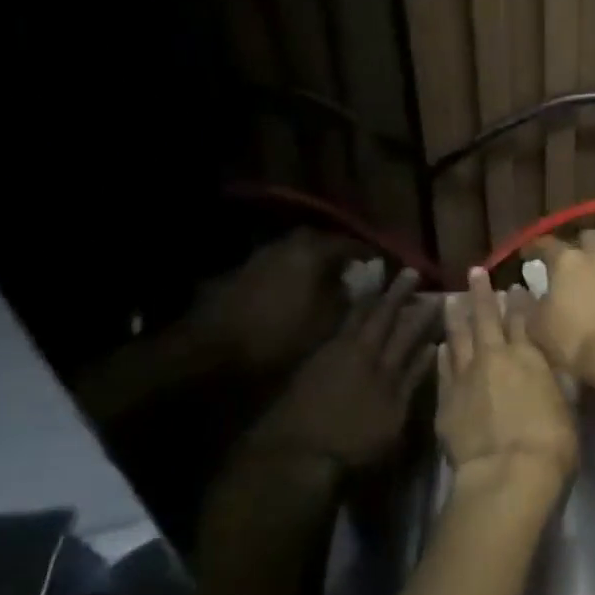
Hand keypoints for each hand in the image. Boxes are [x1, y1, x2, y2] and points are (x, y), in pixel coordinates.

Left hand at [186, 231, 356, 372]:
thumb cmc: (279, 336)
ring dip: (312, 264)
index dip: (370, 256)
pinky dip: (291, 275)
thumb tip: (363, 285)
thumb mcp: (328, 322)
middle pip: (320, 242)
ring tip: (325, 284)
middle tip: (352, 272)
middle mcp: (285, 245)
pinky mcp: (240, 273)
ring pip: (296, 253)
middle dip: (338, 255)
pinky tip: (295, 294)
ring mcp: (259, 256)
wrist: (211, 352)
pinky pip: (277, 266)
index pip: (351, 244)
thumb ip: (350, 298)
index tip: (383, 267)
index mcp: (311, 251)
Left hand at [242, 267, 437, 469]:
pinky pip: (338, 326)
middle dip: (397, 294)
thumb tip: (430, 349)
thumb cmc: (353, 442)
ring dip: (370, 298)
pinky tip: (352, 310)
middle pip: (381, 316)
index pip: (408, 331)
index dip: (423, 313)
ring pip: (356, 317)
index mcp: (385, 367)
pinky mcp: (313, 361)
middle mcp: (361, 352)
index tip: (436, 294)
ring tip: (381, 283)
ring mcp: (334, 354)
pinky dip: (349, 313)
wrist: (296, 452)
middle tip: (409, 272)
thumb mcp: (393, 417)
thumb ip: (412, 381)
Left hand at [437, 268, 575, 491]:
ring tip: (451, 298)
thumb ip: (559, 380)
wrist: (507, 473)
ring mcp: (466, 376)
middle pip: (486, 318)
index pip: (522, 320)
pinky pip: (443, 368)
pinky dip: (442, 353)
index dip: (519, 302)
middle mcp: (495, 357)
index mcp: (529, 356)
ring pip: (458, 337)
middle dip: (481, 294)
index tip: (515, 286)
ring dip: (456, 316)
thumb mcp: (568, 405)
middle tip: (474, 272)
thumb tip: (561, 363)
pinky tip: (441, 345)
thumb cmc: (551, 441)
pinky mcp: (446, 400)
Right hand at [526, 230, 594, 384]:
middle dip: (579, 246)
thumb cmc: (575, 340)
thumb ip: (528, 307)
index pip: (547, 244)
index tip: (527, 255)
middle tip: (570, 264)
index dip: (535, 247)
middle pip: (589, 238)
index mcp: (569, 262)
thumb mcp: (538, 328)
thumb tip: (521, 293)